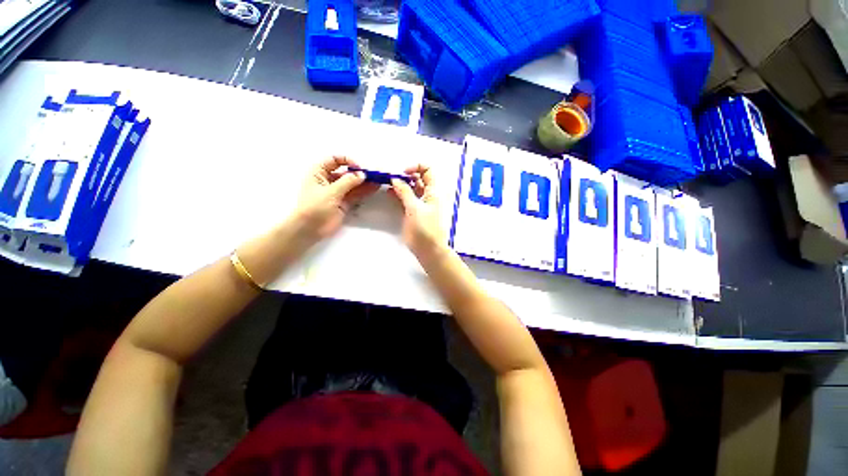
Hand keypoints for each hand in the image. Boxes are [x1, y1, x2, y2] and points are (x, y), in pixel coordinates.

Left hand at [293, 156, 378, 242]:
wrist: (309, 229)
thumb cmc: (314, 207)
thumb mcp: (330, 191)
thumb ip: (347, 182)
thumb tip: (362, 174)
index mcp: (319, 173)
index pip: (333, 160)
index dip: (346, 161)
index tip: (358, 167)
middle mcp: (328, 181)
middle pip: (345, 172)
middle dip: (358, 173)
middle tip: (372, 175)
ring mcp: (337, 193)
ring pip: (352, 184)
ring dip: (364, 182)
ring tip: (377, 181)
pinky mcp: (344, 203)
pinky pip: (355, 195)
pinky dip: (364, 191)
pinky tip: (373, 188)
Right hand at [390, 164, 446, 259]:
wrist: (427, 249)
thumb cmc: (425, 228)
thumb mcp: (415, 208)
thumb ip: (405, 192)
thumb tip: (396, 178)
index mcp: (433, 191)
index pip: (428, 170)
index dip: (416, 167)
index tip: (403, 172)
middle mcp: (427, 194)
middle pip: (418, 178)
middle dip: (406, 175)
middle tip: (392, 176)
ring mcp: (419, 203)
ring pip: (410, 188)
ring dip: (400, 184)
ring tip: (388, 182)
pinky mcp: (412, 211)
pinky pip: (405, 198)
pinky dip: (398, 194)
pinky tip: (389, 192)